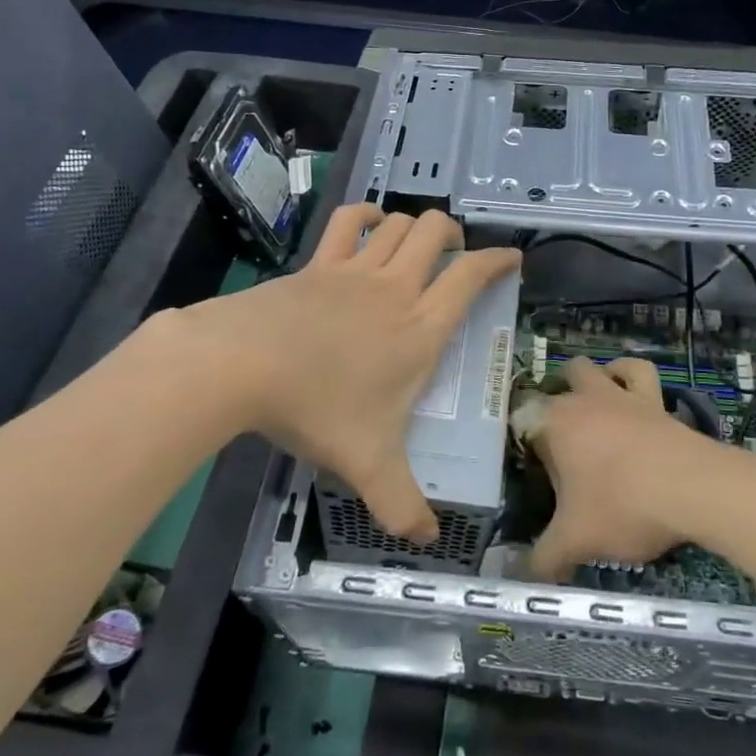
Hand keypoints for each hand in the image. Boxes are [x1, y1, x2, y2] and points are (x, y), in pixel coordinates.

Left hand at [170, 204, 519, 543]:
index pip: (470, 278)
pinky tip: (369, 223)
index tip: (512, 257)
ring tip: (417, 241)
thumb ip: (402, 503)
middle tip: (455, 252)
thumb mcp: (367, 464)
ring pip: (398, 224)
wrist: (243, 364)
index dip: (497, 260)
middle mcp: (396, 289)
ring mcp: (355, 270)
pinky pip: (348, 222)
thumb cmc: (317, 408)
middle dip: (454, 234)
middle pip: (436, 234)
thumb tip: (428, 540)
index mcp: (420, 329)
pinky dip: (365, 214)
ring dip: (414, 225)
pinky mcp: (318, 263)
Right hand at [525, 356, 717, 580]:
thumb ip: (544, 559)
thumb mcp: (576, 541)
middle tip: (562, 442)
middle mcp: (584, 399)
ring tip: (592, 408)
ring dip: (592, 381)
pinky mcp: (655, 400)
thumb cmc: (623, 506)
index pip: (525, 418)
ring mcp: (621, 395)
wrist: (693, 488)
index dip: (526, 442)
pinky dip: (629, 376)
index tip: (535, 474)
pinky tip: (629, 392)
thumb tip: (524, 575)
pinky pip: (640, 373)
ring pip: (597, 368)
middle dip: (556, 403)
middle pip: (560, 382)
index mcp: (555, 423)